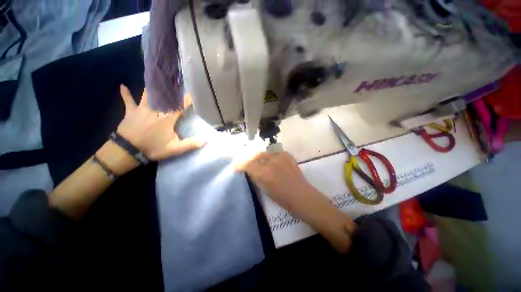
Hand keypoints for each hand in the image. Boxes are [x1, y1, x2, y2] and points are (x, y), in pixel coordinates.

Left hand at [116, 85, 204, 160]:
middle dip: (170, 89)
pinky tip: (122, 86)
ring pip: (148, 95)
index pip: (179, 106)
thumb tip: (206, 140)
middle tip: (174, 80)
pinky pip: (128, 101)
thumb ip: (191, 144)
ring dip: (153, 87)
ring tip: (156, 78)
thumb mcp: (175, 149)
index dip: (186, 100)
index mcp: (167, 118)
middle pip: (164, 97)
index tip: (191, 94)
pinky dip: (126, 94)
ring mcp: (142, 110)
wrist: (127, 151)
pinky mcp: (131, 112)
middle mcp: (155, 110)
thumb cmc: (153, 148)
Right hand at [237, 151, 355, 252]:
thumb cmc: (282, 198)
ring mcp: (280, 157)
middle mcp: (270, 162)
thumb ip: (255, 176)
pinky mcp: (287, 155)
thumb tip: (249, 170)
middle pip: (255, 156)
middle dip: (250, 161)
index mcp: (263, 173)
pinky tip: (272, 162)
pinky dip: (271, 156)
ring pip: (264, 153)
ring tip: (262, 164)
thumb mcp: (264, 188)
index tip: (237, 167)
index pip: (247, 164)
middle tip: (250, 166)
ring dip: (261, 158)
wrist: (301, 195)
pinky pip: (274, 153)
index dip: (240, 165)